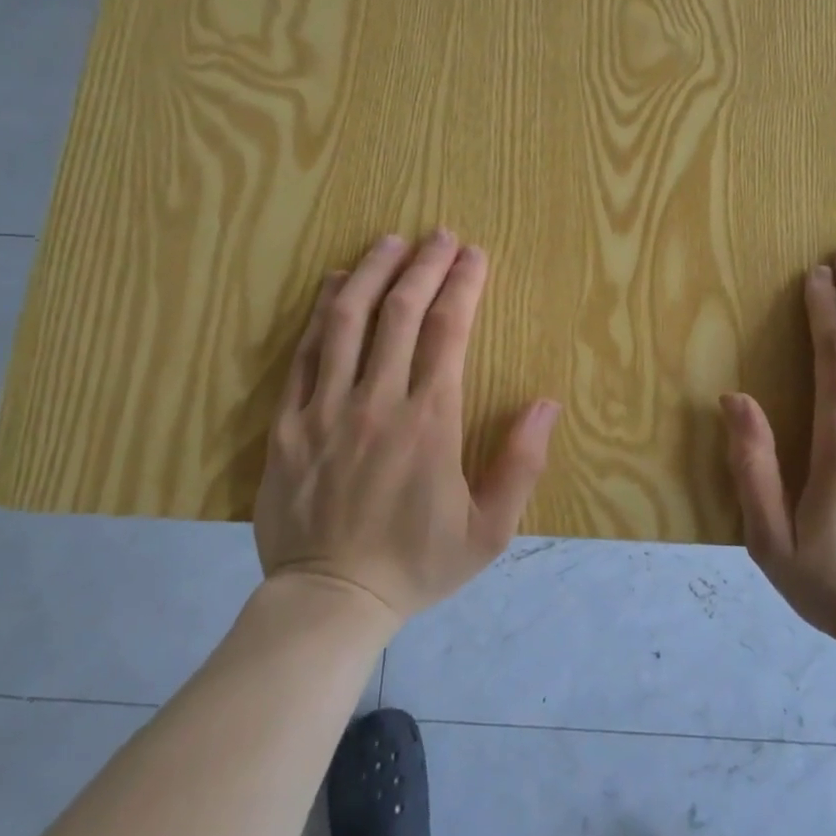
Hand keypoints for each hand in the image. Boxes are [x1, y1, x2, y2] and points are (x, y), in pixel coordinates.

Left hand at [254, 230, 560, 627]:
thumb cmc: (417, 564)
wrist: (330, 602)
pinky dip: (321, 312)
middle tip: (438, 234)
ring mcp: (326, 408)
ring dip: (372, 273)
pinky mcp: (289, 422)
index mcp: (430, 421)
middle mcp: (378, 401)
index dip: (462, 284)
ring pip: (347, 320)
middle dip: (424, 264)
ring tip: (389, 241)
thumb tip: (547, 403)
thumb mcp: (489, 530)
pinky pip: (303, 353)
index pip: (449, 331)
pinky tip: (335, 284)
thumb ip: (521, 464)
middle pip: (401, 312)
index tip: (473, 254)